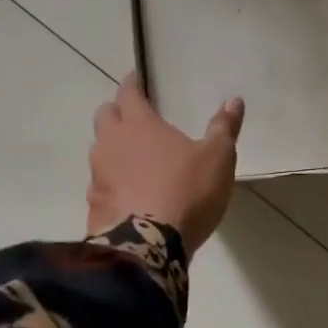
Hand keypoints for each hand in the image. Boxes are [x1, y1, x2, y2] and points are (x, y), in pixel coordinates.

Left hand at [88, 76, 244, 255]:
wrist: (148, 247)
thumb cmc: (186, 191)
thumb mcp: (218, 158)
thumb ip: (224, 128)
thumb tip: (234, 101)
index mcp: (138, 124)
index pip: (127, 92)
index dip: (132, 84)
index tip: (137, 80)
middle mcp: (110, 143)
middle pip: (105, 116)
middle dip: (117, 113)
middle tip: (135, 119)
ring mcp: (97, 176)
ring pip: (99, 151)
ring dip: (113, 150)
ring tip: (134, 161)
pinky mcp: (93, 206)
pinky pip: (100, 186)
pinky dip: (112, 184)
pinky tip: (128, 196)